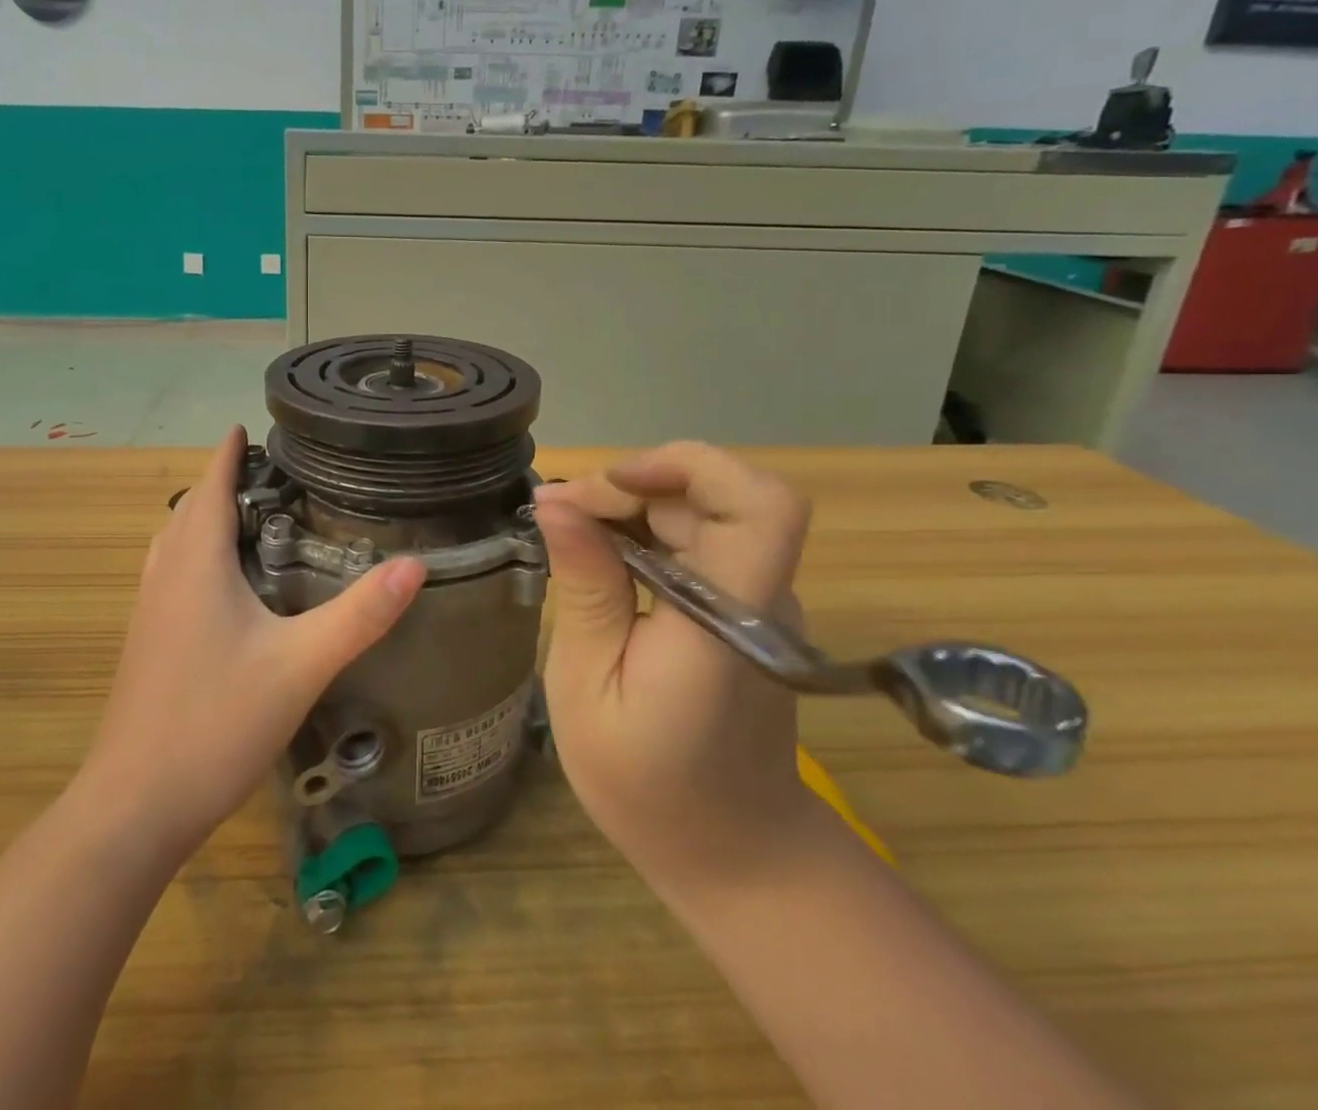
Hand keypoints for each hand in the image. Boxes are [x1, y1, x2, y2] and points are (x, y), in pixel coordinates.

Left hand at [84, 428, 426, 858]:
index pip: (211, 487)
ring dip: (204, 518)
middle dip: (221, 482)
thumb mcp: (301, 665)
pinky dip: (195, 555)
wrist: (135, 805)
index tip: (247, 426)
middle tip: (268, 471)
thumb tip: (415, 564)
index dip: (228, 453)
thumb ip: (359, 614)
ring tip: (247, 515)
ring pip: (175, 544)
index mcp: (196, 565)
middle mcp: (166, 577)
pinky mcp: (147, 644)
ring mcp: (150, 613)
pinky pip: (171, 575)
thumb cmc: (216, 722)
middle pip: (190, 511)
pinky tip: (223, 585)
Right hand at [535, 442, 814, 883]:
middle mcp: (759, 598)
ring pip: (704, 513)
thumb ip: (585, 590)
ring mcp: (758, 603)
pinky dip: (647, 532)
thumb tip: (556, 502)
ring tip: (569, 531)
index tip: (613, 482)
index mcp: (727, 622)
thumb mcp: (588, 687)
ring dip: (634, 506)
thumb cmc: (648, 785)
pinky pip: (700, 543)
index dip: (691, 466)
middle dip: (631, 486)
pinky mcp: (745, 609)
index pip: (761, 507)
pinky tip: (601, 559)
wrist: (734, 851)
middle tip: (558, 513)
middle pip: (715, 498)